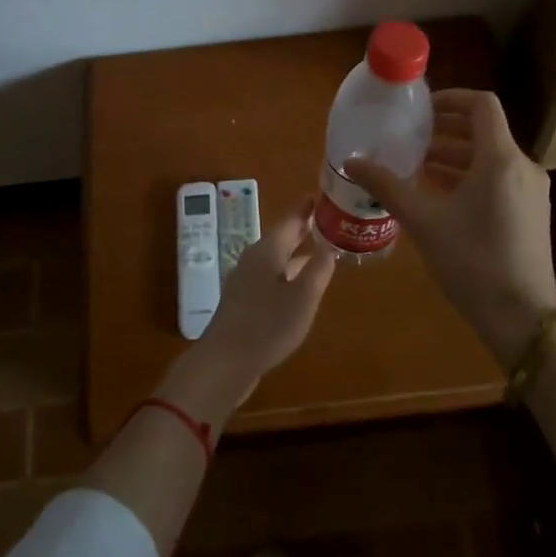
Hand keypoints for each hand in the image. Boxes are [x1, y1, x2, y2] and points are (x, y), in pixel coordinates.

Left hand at [194, 197, 336, 395]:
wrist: (224, 362)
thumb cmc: (267, 325)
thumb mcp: (303, 297)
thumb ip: (319, 269)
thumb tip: (331, 245)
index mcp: (268, 250)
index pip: (291, 219)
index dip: (307, 207)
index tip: (324, 194)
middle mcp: (255, 258)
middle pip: (282, 236)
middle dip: (304, 228)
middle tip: (329, 219)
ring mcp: (246, 280)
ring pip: (277, 257)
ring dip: (298, 251)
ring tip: (321, 249)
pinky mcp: (244, 301)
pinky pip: (271, 275)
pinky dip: (289, 271)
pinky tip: (300, 284)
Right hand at [349, 89, 555, 368]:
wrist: (522, 319)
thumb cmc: (471, 261)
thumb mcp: (423, 221)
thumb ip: (387, 186)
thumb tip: (351, 162)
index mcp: (500, 159)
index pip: (482, 105)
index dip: (451, 98)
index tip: (420, 110)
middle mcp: (523, 166)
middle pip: (485, 130)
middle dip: (447, 129)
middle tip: (412, 136)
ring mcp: (532, 191)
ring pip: (491, 157)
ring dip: (456, 155)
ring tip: (419, 165)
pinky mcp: (532, 212)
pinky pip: (500, 178)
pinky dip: (471, 176)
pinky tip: (442, 194)